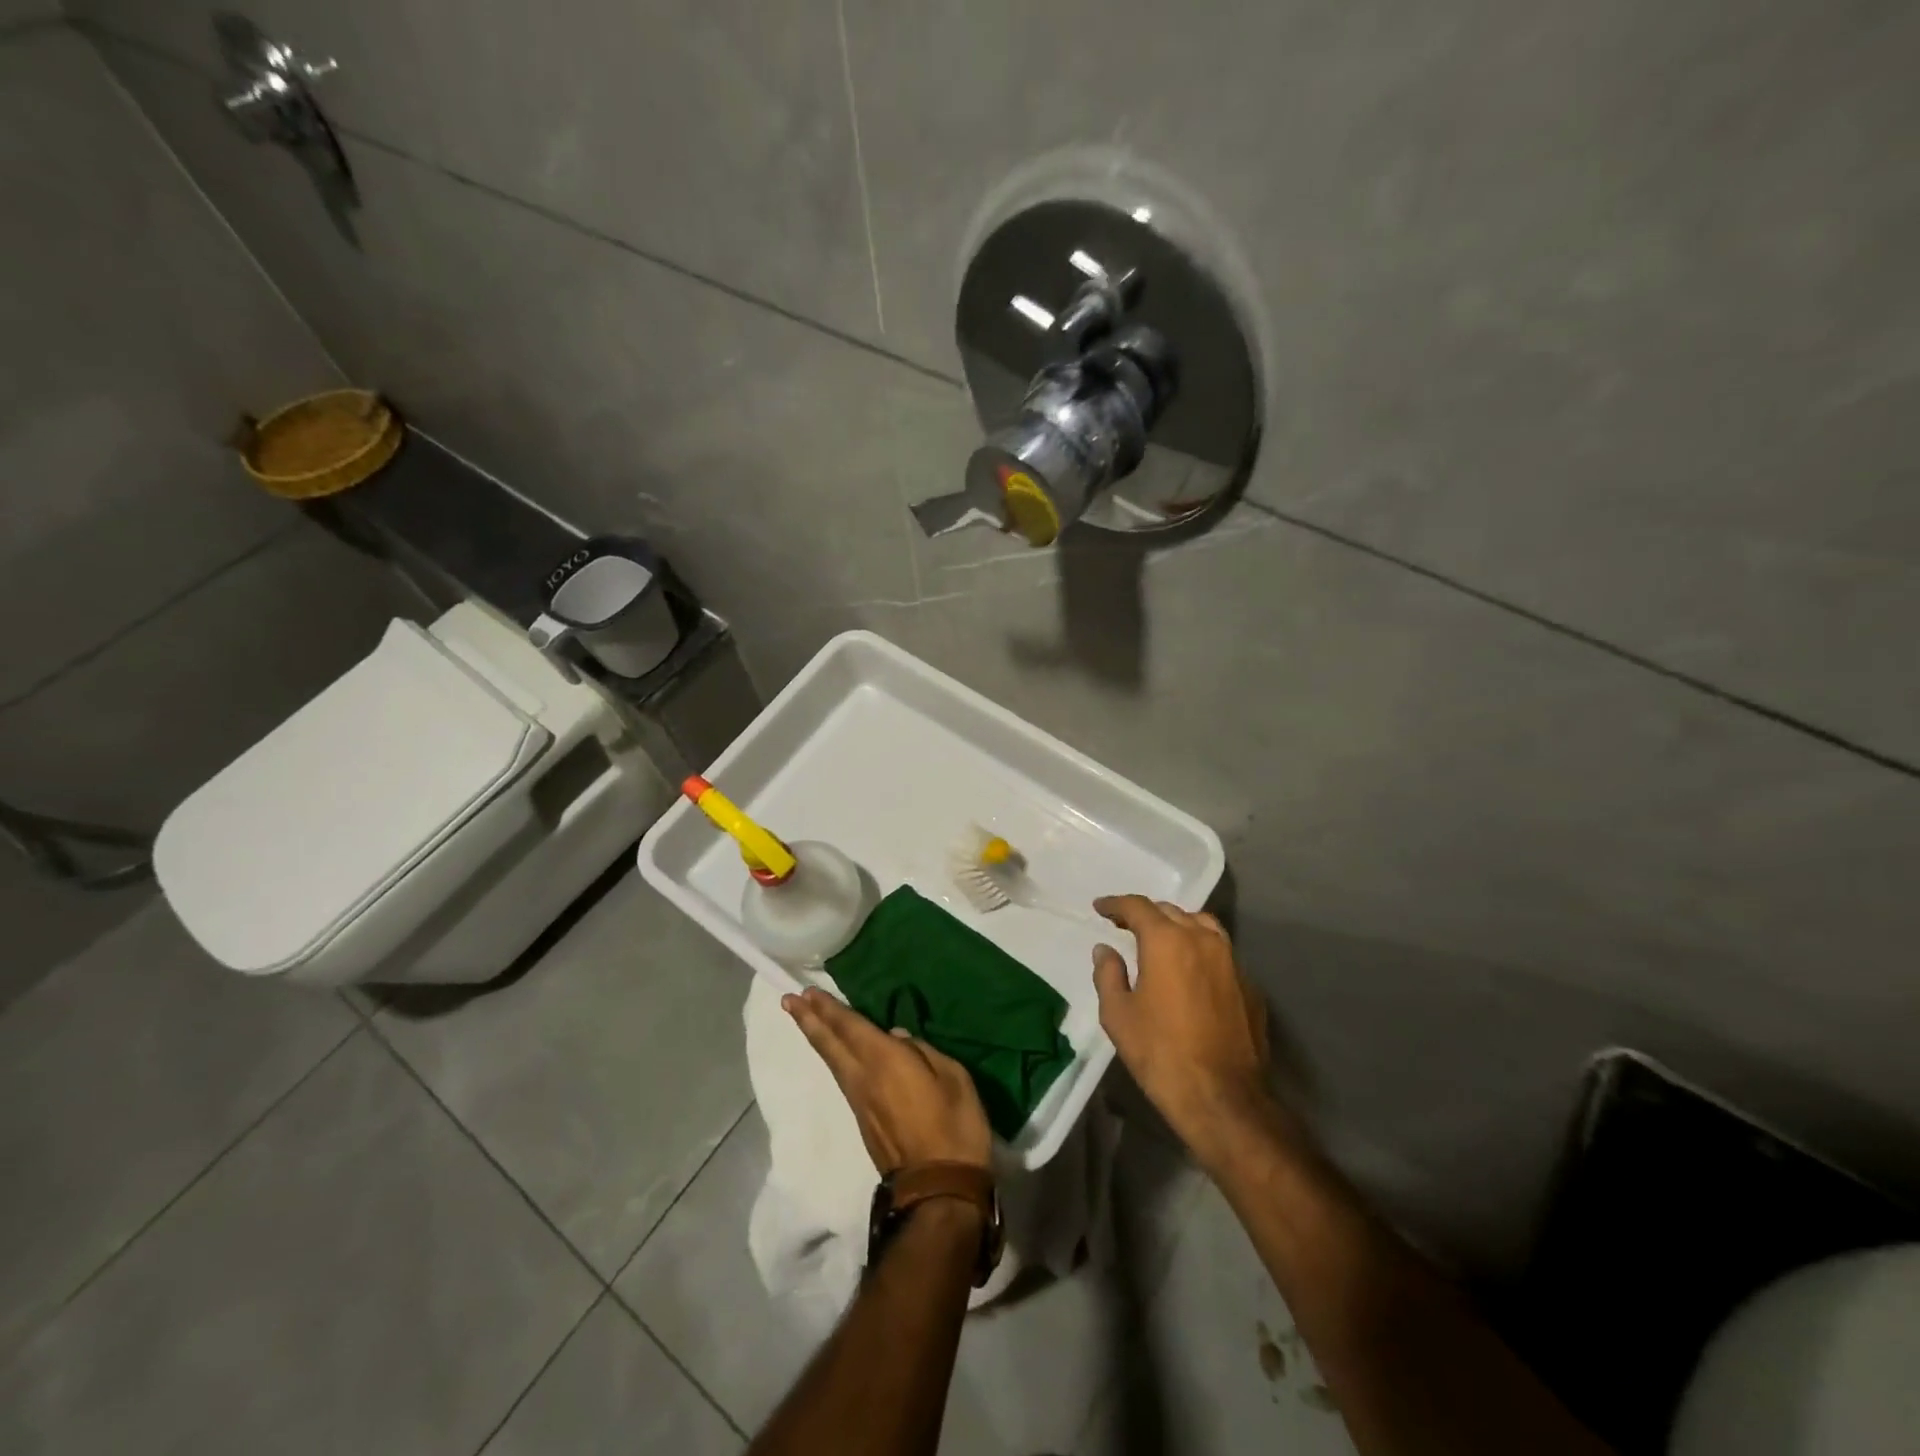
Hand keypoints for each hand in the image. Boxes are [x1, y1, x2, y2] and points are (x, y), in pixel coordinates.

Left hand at [783, 987, 992, 1173]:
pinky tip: (837, 1054)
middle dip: (809, 1020)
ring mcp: (860, 1103)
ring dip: (817, 1037)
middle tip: (788, 1001)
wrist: (939, 1191)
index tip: (806, 992)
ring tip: (804, 1019)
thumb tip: (897, 1037)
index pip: (849, 1027)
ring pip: (833, 1062)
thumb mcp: (953, 1078)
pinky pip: (843, 1078)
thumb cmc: (954, 1128)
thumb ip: (924, 1051)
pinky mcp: (864, 1122)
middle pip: (830, 1044)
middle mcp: (863, 1078)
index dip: (828, 1009)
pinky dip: (833, 1058)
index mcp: (885, 1060)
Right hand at [1092, 895, 1274, 1168]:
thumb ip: (1108, 974)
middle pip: (1171, 911)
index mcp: (1167, 941)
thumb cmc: (1161, 1053)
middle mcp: (1203, 940)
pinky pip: (1221, 952)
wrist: (1223, 1098)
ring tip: (1161, 940)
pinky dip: (1200, 950)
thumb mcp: (1118, 1015)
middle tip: (1125, 926)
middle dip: (1145, 914)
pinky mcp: (1249, 985)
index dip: (1115, 904)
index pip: (1138, 907)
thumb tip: (1105, 950)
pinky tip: (1190, 971)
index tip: (1100, 908)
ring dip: (1177, 925)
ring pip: (1202, 926)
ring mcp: (1232, 961)